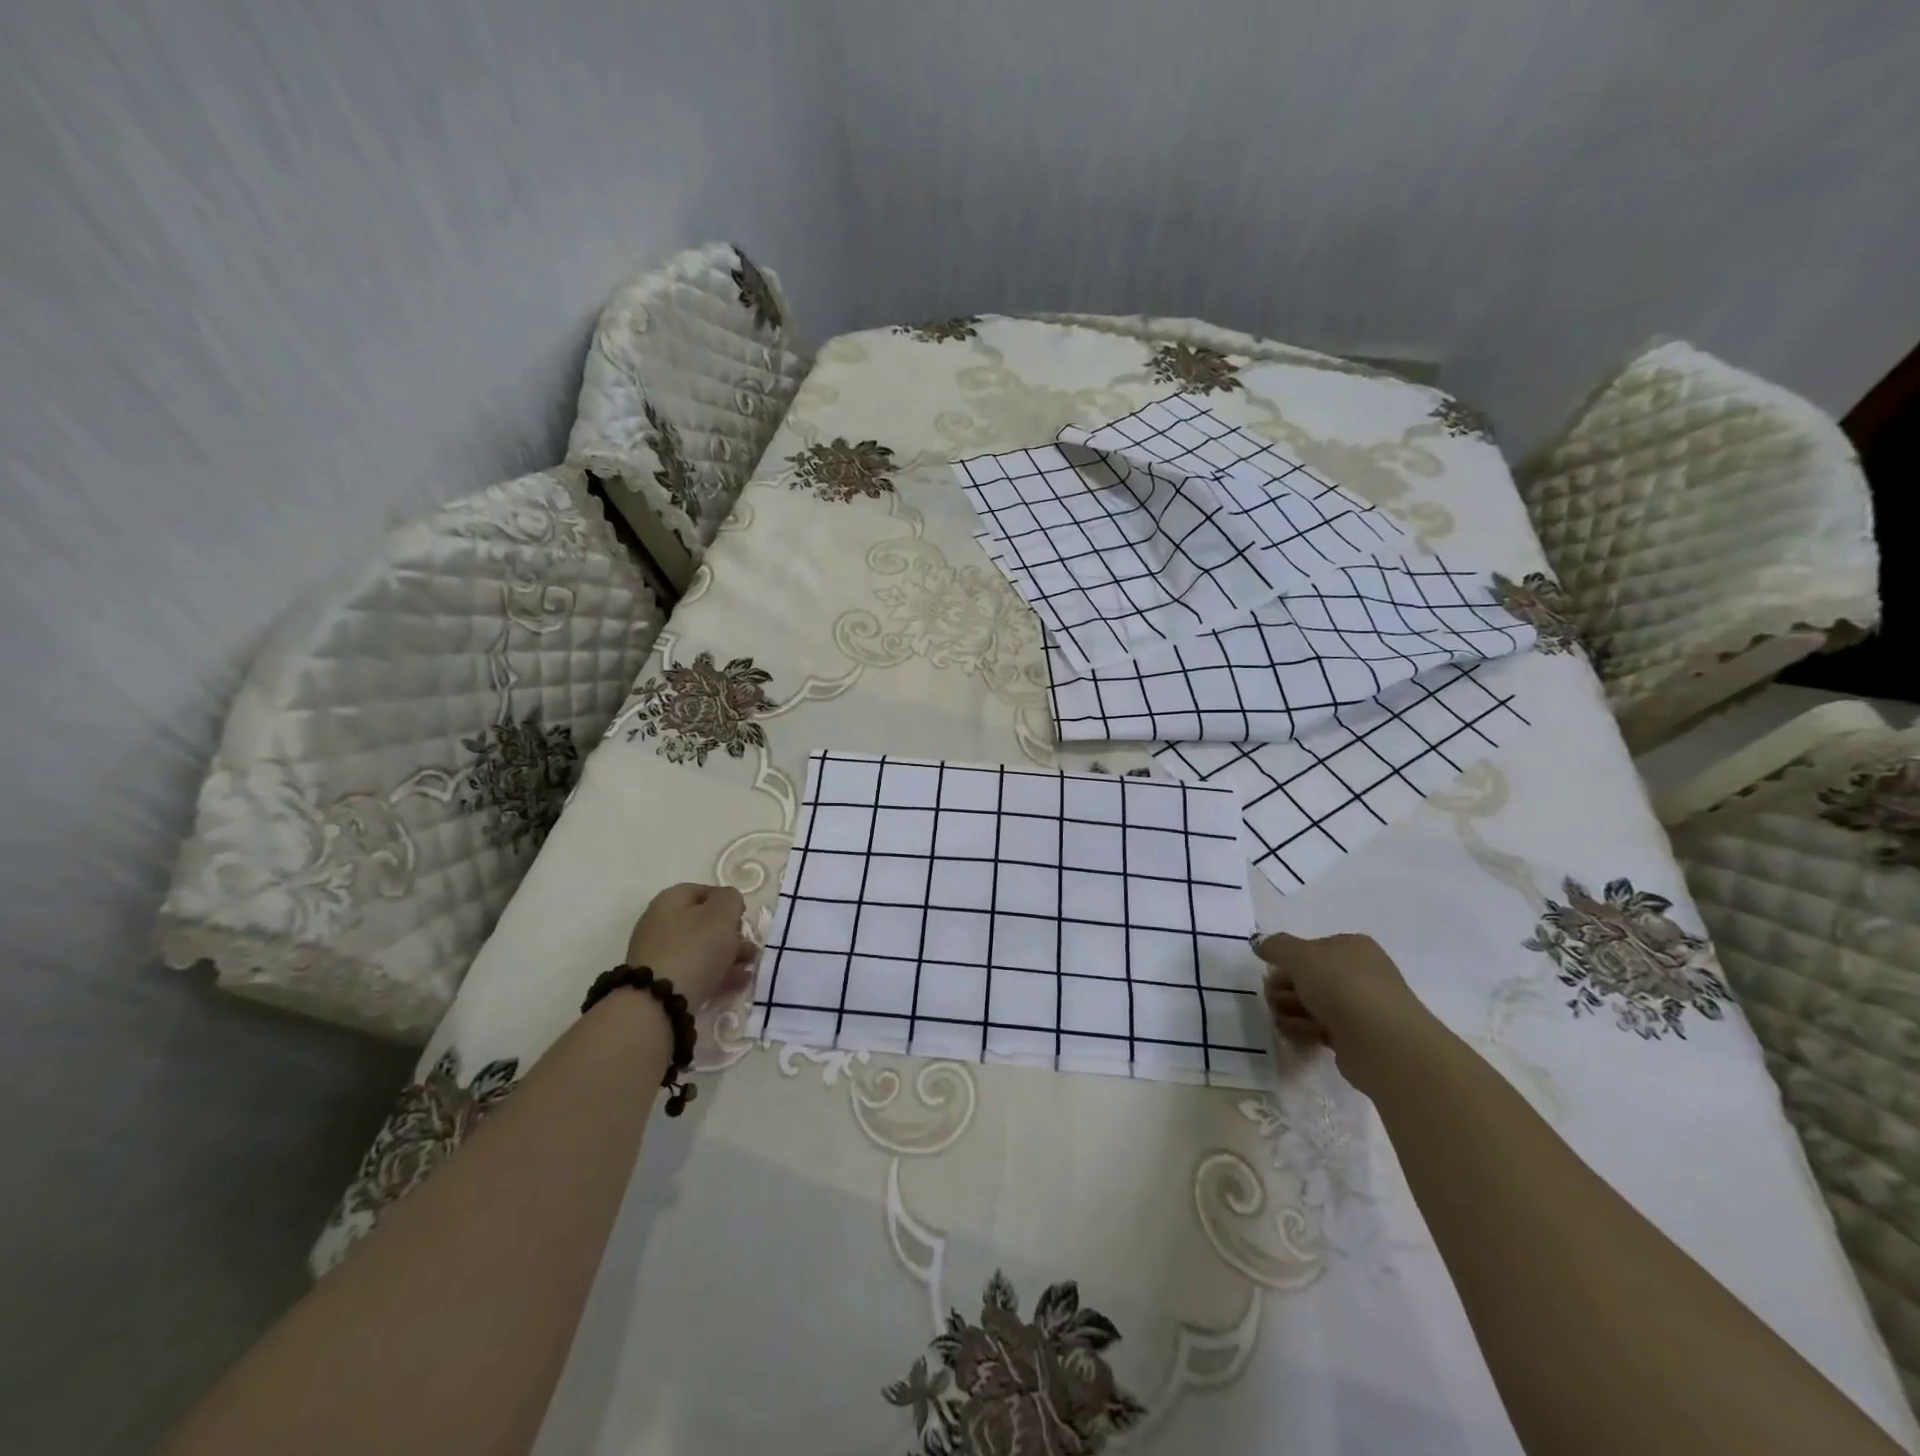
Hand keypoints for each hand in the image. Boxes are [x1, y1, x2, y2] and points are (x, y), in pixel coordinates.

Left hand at [624, 883, 756, 1009]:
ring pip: (700, 949)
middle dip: (731, 933)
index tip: (744, 917)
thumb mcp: (722, 914)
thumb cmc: (695, 948)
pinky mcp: (660, 982)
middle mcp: (659, 924)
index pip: (702, 891)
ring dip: (728, 955)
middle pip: (702, 922)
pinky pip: (694, 971)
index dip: (727, 901)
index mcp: (670, 901)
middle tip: (750, 946)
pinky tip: (737, 982)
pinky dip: (716, 973)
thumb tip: (728, 902)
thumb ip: (731, 899)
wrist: (659, 1002)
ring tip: (749, 966)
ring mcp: (658, 955)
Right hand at [1257, 932, 1432, 1083]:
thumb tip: (1259, 942)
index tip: (1271, 971)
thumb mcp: (1300, 955)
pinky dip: (1303, 1029)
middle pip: (1309, 977)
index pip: (1312, 948)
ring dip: (1289, 1010)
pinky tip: (1292, 1033)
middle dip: (1284, 987)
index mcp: (1352, 948)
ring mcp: (1359, 1007)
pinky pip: (1320, 1028)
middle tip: (1272, 999)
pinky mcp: (1355, 1038)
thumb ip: (1276, 946)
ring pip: (1313, 1004)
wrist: (1381, 1042)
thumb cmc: (1341, 986)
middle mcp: (1359, 974)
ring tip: (1280, 1019)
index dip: (1288, 959)